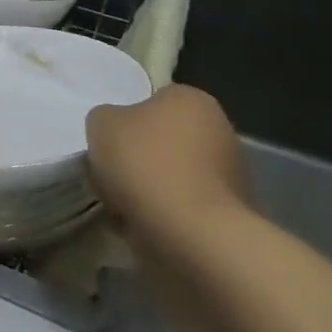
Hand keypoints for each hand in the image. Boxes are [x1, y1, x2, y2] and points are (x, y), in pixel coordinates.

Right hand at [84, 85, 249, 247]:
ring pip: (171, 173)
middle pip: (163, 138)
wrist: (189, 232)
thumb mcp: (100, 123)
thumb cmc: (144, 162)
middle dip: (138, 156)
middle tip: (110, 172)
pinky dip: (162, 212)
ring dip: (148, 186)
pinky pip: (182, 204)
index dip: (125, 120)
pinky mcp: (230, 213)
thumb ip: (106, 118)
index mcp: (192, 99)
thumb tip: (118, 130)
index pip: (152, 100)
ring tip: (120, 204)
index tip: (109, 141)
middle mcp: (220, 129)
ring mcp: (230, 173)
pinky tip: (140, 223)